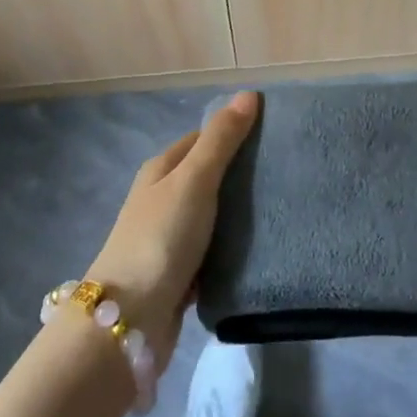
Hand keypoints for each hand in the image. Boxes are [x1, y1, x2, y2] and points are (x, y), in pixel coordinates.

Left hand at [87, 90, 258, 370]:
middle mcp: (163, 198)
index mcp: (162, 169)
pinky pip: (215, 250)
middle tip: (288, 172)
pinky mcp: (181, 273)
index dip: (236, 132)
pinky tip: (263, 248)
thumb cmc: (161, 239)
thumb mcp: (193, 181)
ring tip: (284, 207)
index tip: (276, 135)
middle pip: (209, 176)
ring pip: (214, 215)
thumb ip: (221, 140)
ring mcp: (170, 237)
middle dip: (243, 174)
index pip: (204, 138)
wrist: (129, 322)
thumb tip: (248, 94)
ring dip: (241, 213)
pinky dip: (234, 247)